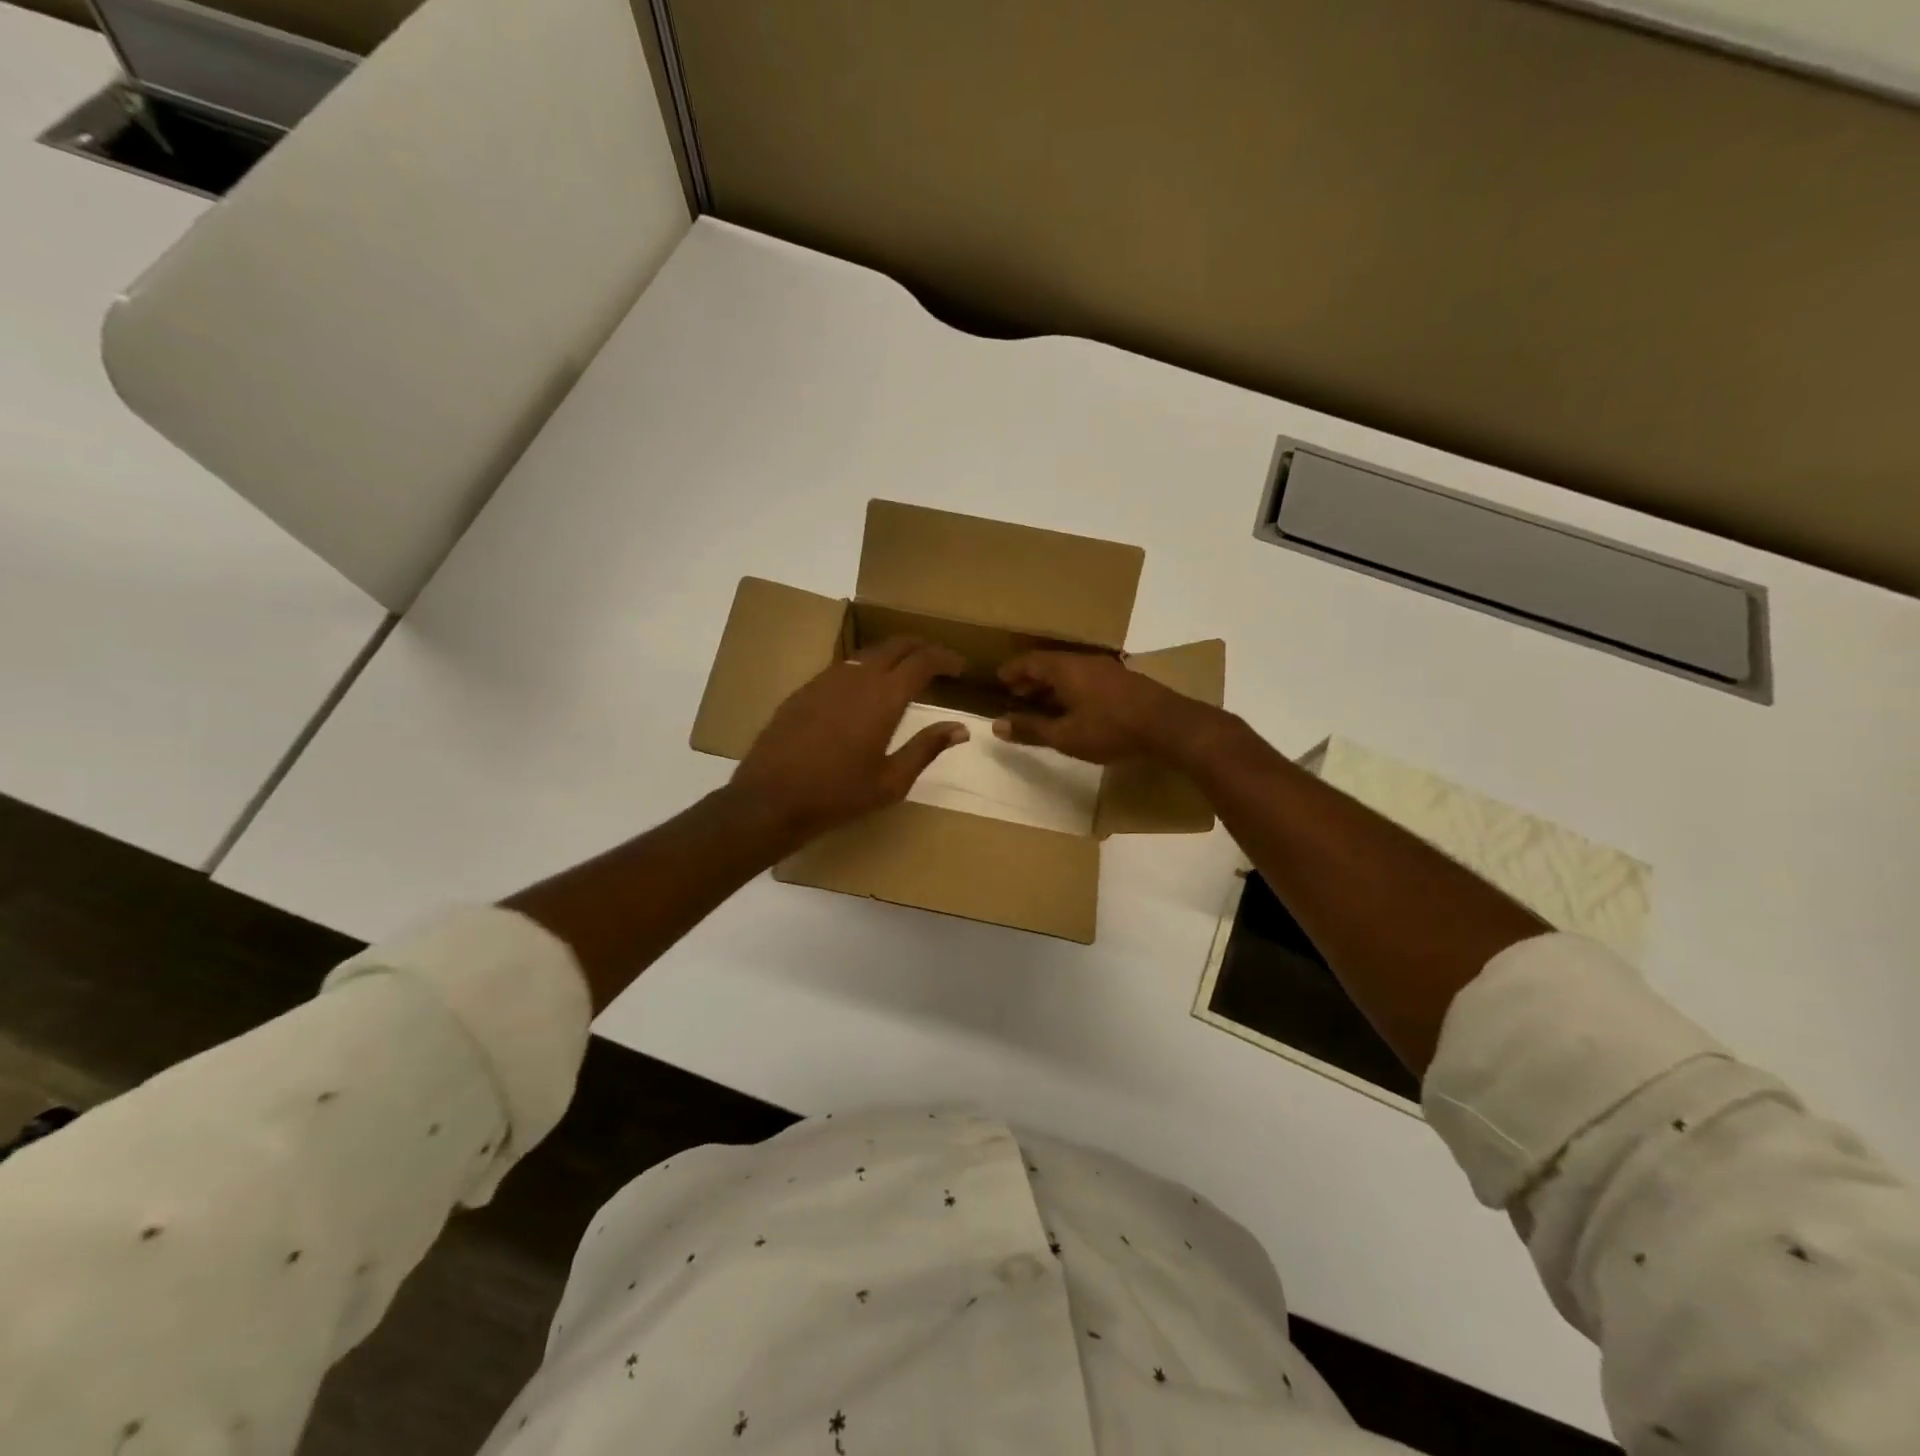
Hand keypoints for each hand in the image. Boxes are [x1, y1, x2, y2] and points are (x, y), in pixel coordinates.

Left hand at [730, 638, 969, 842]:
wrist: (770, 798)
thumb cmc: (838, 795)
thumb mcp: (891, 781)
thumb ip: (927, 748)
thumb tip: (960, 728)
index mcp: (884, 697)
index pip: (922, 661)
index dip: (945, 658)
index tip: (959, 666)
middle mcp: (857, 677)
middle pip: (896, 645)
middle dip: (921, 647)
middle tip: (938, 661)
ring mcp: (827, 680)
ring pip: (868, 653)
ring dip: (892, 655)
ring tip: (905, 672)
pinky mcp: (805, 690)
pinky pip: (843, 667)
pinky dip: (865, 668)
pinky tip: (865, 690)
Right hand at [994, 650, 1219, 764]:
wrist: (1168, 725)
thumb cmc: (1111, 729)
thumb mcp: (1065, 736)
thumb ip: (1031, 729)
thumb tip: (998, 726)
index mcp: (1066, 669)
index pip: (1030, 661)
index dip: (1013, 670)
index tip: (999, 680)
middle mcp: (1085, 662)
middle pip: (1050, 664)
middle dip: (1030, 678)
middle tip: (1016, 693)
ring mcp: (1107, 669)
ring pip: (1070, 671)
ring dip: (1052, 684)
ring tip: (1041, 702)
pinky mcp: (1123, 681)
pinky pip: (1086, 678)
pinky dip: (1070, 688)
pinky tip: (1074, 707)